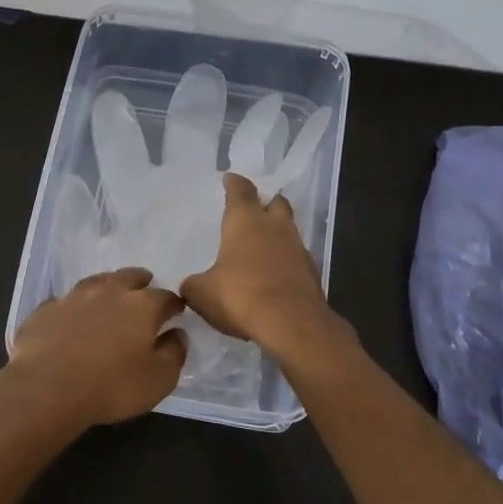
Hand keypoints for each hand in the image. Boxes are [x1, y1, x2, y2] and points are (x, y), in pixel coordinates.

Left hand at [1, 267, 187, 431]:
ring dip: (107, 286)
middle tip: (144, 289)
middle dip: (141, 282)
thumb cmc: (111, 386)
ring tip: (110, 294)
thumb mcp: (158, 380)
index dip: (173, 304)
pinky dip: (73, 306)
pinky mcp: (45, 310)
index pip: (165, 297)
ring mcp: (73, 297)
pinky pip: (64, 301)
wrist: (46, 389)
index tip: (176, 311)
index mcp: (141, 306)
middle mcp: (109, 292)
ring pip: (96, 282)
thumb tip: (178, 334)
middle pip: (130, 277)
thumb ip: (174, 353)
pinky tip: (71, 316)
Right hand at [180, 174, 335, 355]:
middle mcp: (275, 227)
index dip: (234, 183)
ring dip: (277, 234)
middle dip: (265, 203)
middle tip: (254, 210)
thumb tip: (191, 285)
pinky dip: (285, 262)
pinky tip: (273, 276)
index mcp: (246, 220)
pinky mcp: (311, 273)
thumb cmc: (240, 295)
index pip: (241, 190)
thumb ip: (193, 284)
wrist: (291, 324)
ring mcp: (298, 248)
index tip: (230, 179)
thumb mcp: (202, 292)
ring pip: (288, 230)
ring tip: (261, 247)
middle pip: (275, 203)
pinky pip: (296, 258)